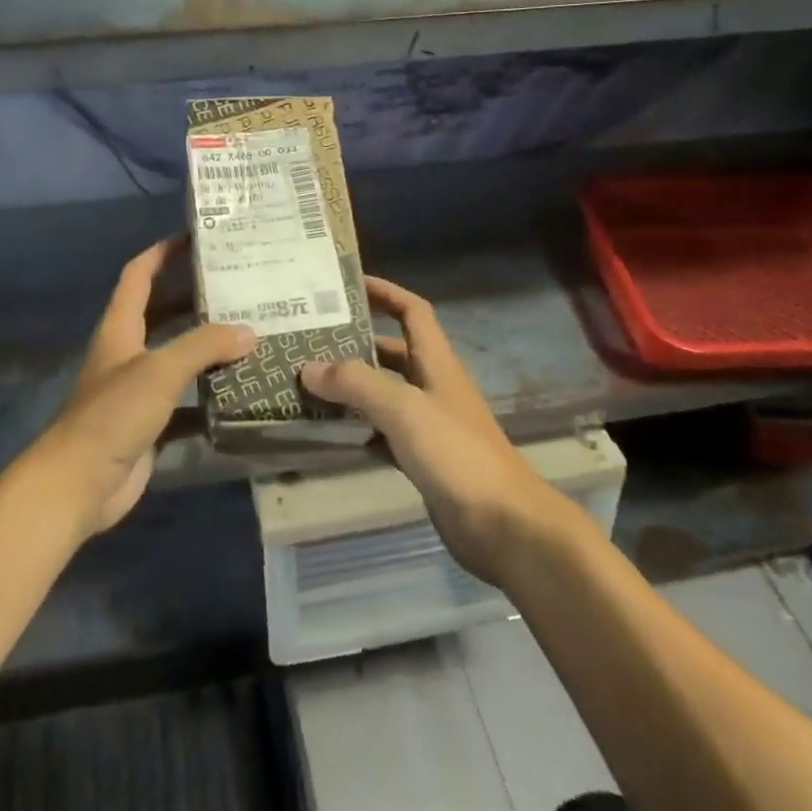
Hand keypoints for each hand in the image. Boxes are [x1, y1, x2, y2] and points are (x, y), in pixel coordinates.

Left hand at [32, 237, 254, 538]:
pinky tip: (241, 393)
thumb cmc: (113, 414)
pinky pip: (186, 402)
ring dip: (207, 348)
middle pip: (161, 314)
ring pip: (177, 358)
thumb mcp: (160, 370)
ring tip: (249, 334)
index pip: (138, 276)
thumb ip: (204, 346)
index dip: (161, 253)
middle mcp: (128, 354)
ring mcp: (138, 391)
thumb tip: (249, 331)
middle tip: (237, 288)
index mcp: (121, 329)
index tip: (194, 238)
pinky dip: (209, 397)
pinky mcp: (150, 425)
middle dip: (194, 298)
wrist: (80, 484)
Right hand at [300, 277, 556, 585]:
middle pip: (392, 352)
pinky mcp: (422, 459)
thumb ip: (357, 384)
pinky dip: (358, 428)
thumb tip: (308, 368)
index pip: (412, 312)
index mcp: (436, 363)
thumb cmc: (456, 454)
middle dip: (355, 343)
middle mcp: (432, 387)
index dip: (386, 292)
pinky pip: (382, 433)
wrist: (503, 525)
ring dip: (352, 387)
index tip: (349, 285)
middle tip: (310, 341)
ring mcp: (428, 425)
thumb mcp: (404, 409)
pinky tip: (330, 434)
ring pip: (384, 394)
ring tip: (308, 384)